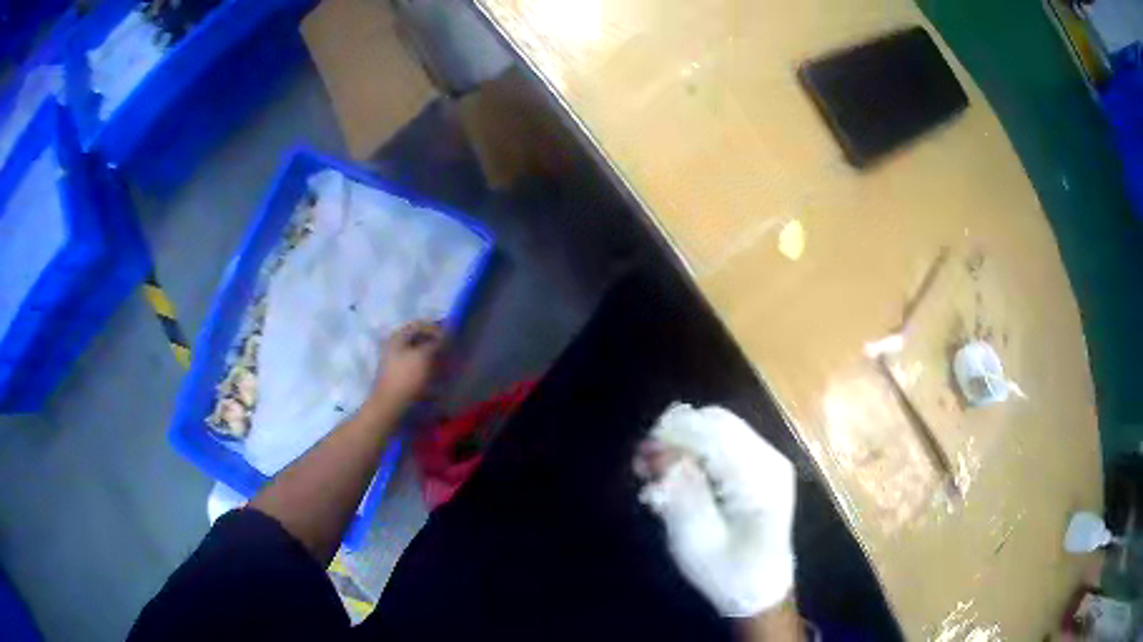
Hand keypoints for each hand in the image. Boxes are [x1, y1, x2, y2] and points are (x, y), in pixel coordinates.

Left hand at [369, 321, 444, 407]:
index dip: (435, 328)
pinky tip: (433, 374)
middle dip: (433, 342)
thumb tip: (445, 335)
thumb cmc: (407, 376)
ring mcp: (394, 359)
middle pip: (417, 338)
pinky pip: (414, 364)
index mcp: (398, 336)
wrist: (391, 403)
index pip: (419, 324)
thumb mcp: (424, 356)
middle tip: (446, 350)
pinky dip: (425, 366)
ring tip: (442, 363)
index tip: (448, 338)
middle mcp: (394, 344)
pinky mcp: (397, 373)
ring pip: (416, 351)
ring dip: (430, 355)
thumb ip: (435, 343)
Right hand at [635, 403, 796, 617]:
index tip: (640, 455)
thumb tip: (660, 454)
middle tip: (644, 464)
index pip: (712, 432)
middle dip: (677, 433)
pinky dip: (697, 451)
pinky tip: (678, 476)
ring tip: (655, 472)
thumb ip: (680, 492)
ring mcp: (768, 462)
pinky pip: (725, 444)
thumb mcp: (697, 541)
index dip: (673, 433)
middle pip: (717, 421)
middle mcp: (768, 459)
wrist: (762, 591)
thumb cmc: (729, 573)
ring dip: (685, 441)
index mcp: (758, 477)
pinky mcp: (761, 469)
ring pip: (720, 428)